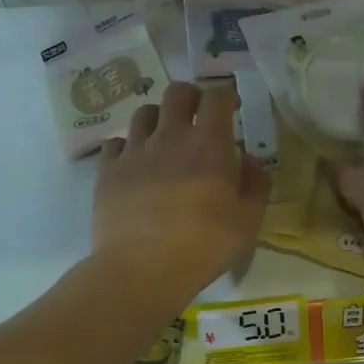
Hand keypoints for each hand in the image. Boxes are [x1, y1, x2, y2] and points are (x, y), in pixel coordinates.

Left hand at [94, 82, 268, 297]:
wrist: (141, 270)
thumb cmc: (203, 246)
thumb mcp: (248, 221)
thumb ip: (256, 184)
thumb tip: (251, 161)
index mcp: (209, 144)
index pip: (218, 96)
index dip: (228, 95)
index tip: (234, 107)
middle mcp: (170, 136)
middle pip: (177, 92)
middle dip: (192, 96)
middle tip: (199, 116)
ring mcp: (134, 151)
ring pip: (144, 112)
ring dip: (159, 118)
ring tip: (165, 138)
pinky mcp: (107, 171)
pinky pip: (115, 143)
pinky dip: (128, 146)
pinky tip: (135, 163)